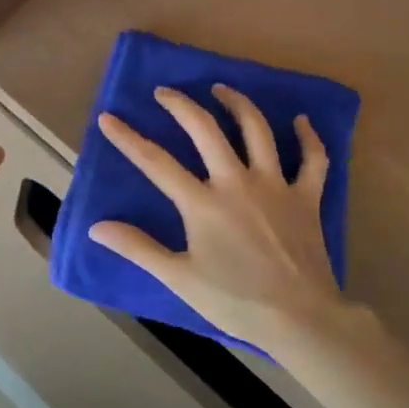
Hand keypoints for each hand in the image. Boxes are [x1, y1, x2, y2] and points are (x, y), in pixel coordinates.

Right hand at [90, 85, 364, 353]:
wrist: (301, 319)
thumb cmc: (235, 301)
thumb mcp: (179, 278)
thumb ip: (137, 247)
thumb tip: (96, 227)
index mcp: (202, 203)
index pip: (155, 163)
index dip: (128, 138)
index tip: (108, 118)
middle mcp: (236, 183)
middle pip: (205, 130)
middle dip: (182, 105)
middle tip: (165, 92)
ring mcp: (275, 186)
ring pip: (257, 131)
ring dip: (237, 104)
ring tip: (222, 89)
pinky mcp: (306, 198)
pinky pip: (312, 159)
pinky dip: (309, 137)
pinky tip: (301, 121)